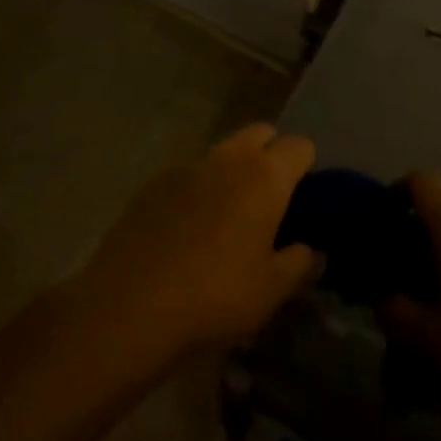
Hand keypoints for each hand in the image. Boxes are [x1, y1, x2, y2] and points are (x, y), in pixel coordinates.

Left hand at [74, 124, 318, 362]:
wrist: (128, 307)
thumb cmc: (214, 296)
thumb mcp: (271, 291)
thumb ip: (299, 263)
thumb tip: (311, 249)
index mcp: (266, 176)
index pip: (300, 146)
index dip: (307, 167)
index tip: (304, 199)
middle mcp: (229, 158)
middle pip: (261, 133)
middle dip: (271, 154)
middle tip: (270, 199)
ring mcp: (187, 166)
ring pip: (223, 150)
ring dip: (234, 169)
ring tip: (228, 214)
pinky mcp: (154, 182)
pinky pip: (190, 172)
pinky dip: (199, 187)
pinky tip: (188, 227)